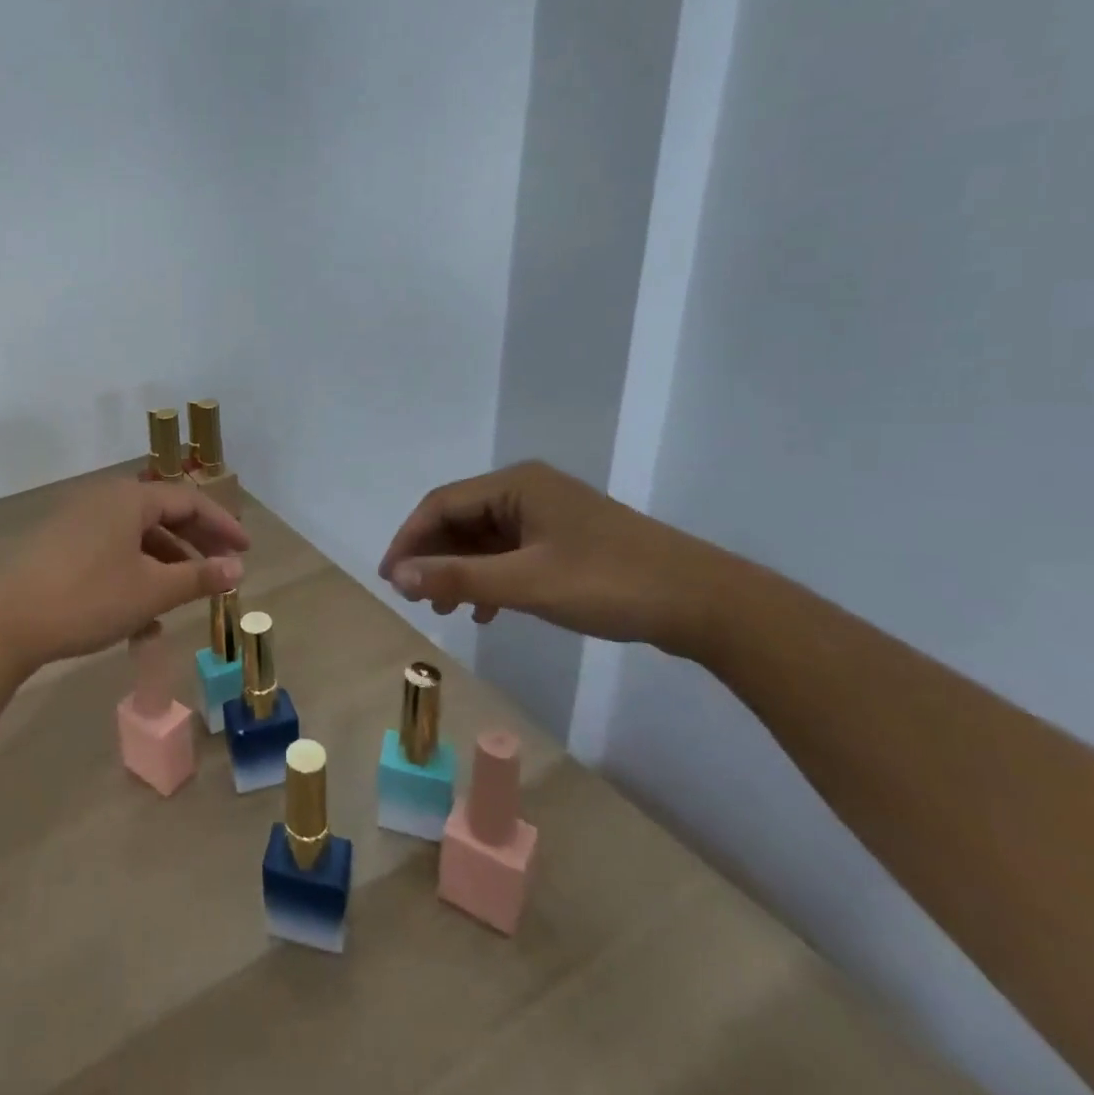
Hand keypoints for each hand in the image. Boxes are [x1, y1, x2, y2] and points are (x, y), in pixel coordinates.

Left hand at [0, 478, 248, 671]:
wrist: (6, 624)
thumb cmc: (88, 599)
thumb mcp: (152, 591)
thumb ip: (198, 577)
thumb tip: (237, 569)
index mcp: (129, 498)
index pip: (189, 501)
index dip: (222, 526)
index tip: (246, 551)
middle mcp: (105, 499)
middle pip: (163, 515)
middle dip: (196, 544)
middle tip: (223, 571)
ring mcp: (79, 521)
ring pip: (137, 536)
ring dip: (166, 563)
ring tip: (186, 597)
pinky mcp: (61, 545)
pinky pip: (112, 550)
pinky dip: (136, 572)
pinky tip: (144, 611)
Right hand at [378, 460, 722, 647]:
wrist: (704, 603)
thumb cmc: (609, 583)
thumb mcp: (526, 584)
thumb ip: (458, 578)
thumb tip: (397, 577)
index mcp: (516, 485)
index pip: (441, 504)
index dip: (409, 540)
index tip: (390, 579)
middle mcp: (528, 490)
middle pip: (461, 518)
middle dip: (433, 556)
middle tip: (414, 597)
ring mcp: (549, 515)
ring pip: (485, 537)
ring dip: (460, 569)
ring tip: (444, 608)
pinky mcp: (567, 540)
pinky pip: (511, 552)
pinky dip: (491, 577)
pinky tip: (488, 609)